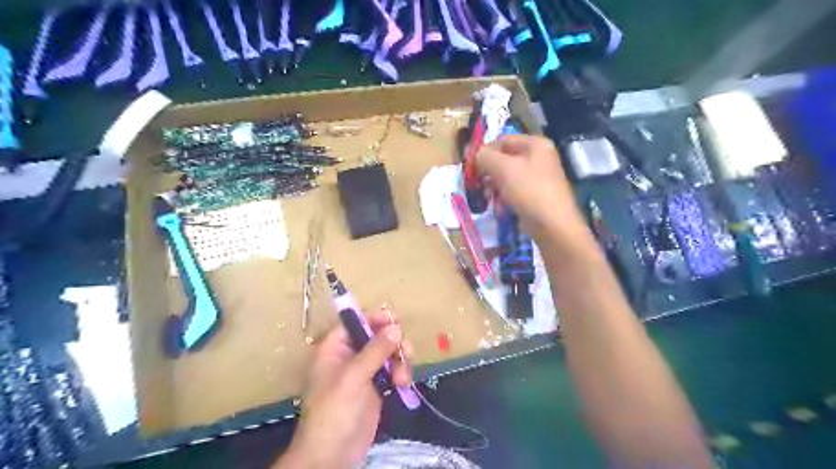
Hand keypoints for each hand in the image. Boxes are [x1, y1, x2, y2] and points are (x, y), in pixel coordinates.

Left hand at [277, 309, 414, 467]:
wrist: (333, 455)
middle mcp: (350, 355)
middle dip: (393, 343)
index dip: (375, 318)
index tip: (395, 320)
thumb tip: (395, 326)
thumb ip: (375, 350)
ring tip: (402, 377)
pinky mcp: (376, 387)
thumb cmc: (335, 410)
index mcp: (335, 348)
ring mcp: (364, 371)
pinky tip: (403, 385)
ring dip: (400, 360)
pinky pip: (393, 370)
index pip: (356, 321)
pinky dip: (401, 373)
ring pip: (388, 352)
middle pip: (376, 335)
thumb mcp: (353, 376)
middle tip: (403, 351)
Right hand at [477, 134, 586, 239]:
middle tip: (481, 186)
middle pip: (504, 160)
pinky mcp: (536, 195)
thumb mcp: (503, 168)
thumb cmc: (529, 191)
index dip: (485, 152)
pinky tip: (501, 209)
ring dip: (495, 188)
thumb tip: (475, 154)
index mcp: (535, 144)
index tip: (472, 169)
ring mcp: (538, 177)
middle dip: (490, 174)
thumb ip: (485, 156)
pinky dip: (505, 199)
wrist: (553, 225)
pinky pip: (514, 191)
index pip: (502, 140)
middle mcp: (539, 157)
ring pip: (507, 177)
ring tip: (491, 200)